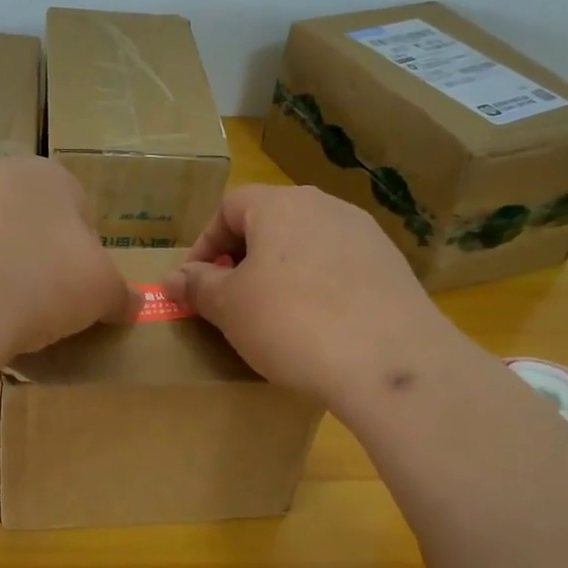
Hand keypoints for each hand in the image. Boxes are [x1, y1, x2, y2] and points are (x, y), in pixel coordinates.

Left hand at [0, 156, 137, 359]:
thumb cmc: (44, 280)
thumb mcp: (102, 291)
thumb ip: (122, 294)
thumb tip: (134, 303)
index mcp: (50, 174)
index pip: (83, 216)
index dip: (89, 259)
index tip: (82, 294)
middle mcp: (0, 176)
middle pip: (38, 228)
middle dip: (46, 264)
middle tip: (50, 306)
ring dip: (9, 275)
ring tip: (11, 316)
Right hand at [165, 186, 465, 404]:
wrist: (390, 363)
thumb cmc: (291, 323)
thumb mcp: (230, 307)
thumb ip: (198, 286)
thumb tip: (174, 277)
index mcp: (281, 204)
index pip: (229, 207)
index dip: (204, 243)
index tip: (195, 283)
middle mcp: (325, 207)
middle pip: (270, 221)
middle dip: (242, 257)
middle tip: (230, 298)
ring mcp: (365, 235)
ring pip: (306, 244)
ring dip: (281, 272)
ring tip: (272, 314)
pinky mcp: (392, 267)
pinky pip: (340, 267)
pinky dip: (318, 287)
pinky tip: (318, 325)